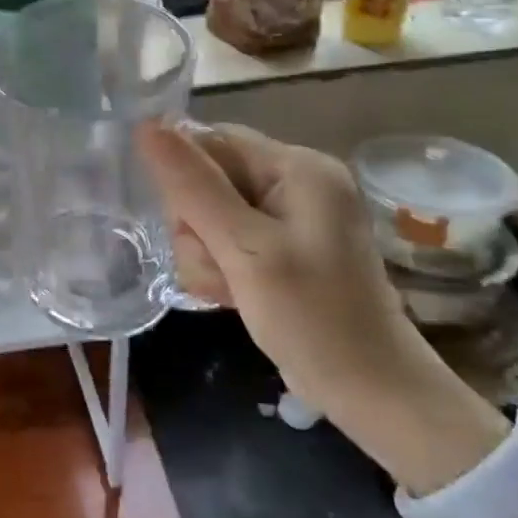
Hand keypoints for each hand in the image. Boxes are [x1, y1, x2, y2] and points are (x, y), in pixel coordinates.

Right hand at [137, 120, 506, 489]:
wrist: (370, 393)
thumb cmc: (312, 318)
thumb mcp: (244, 249)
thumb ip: (193, 186)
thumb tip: (146, 125)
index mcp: (298, 165)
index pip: (211, 141)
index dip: (185, 179)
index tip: (188, 227)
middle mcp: (295, 180)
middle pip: (207, 178)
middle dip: (196, 226)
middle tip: (219, 267)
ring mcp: (289, 215)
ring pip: (208, 212)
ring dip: (204, 253)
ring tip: (228, 288)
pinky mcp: (280, 245)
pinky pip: (225, 237)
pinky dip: (218, 265)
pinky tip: (231, 293)